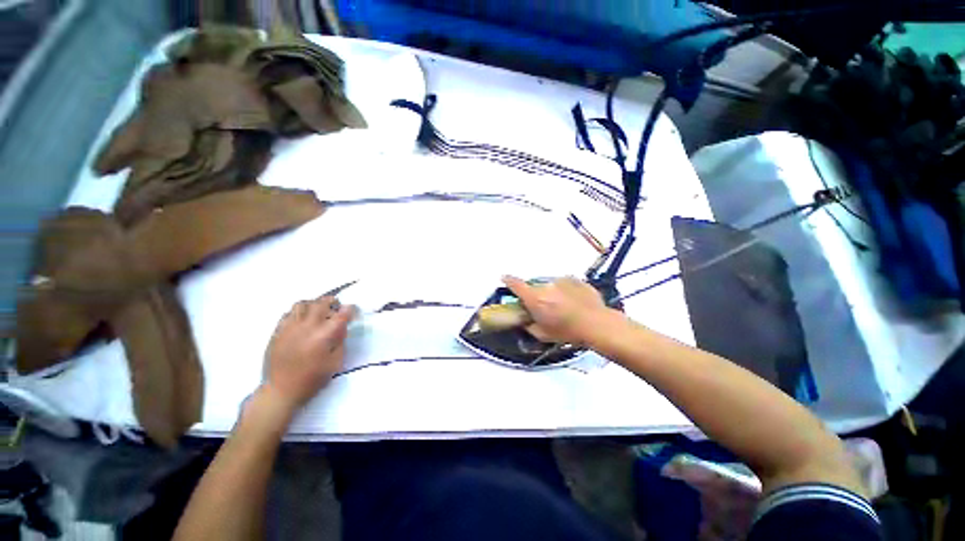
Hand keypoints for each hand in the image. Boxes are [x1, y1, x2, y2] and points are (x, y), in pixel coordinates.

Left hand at [261, 296, 356, 413]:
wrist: (281, 391)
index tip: (353, 311)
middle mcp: (307, 326)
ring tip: (317, 311)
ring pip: (302, 304)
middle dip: (333, 301)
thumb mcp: (335, 362)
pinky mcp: (278, 332)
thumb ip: (340, 341)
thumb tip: (341, 327)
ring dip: (313, 304)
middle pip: (321, 303)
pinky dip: (298, 313)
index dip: (350, 309)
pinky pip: (288, 314)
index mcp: (324, 335)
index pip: (342, 314)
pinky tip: (301, 321)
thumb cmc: (312, 379)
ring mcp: (290, 327)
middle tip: (337, 307)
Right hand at [502, 275, 613, 345]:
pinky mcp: (575, 280)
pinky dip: (565, 291)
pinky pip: (565, 284)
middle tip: (544, 307)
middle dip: (536, 295)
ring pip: (551, 285)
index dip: (508, 280)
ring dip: (552, 293)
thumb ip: (529, 326)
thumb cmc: (567, 331)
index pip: (516, 284)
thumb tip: (525, 321)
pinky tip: (574, 302)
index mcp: (535, 298)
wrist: (597, 324)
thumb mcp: (543, 334)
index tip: (504, 278)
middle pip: (535, 287)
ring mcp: (562, 280)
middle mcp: (546, 285)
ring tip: (563, 306)